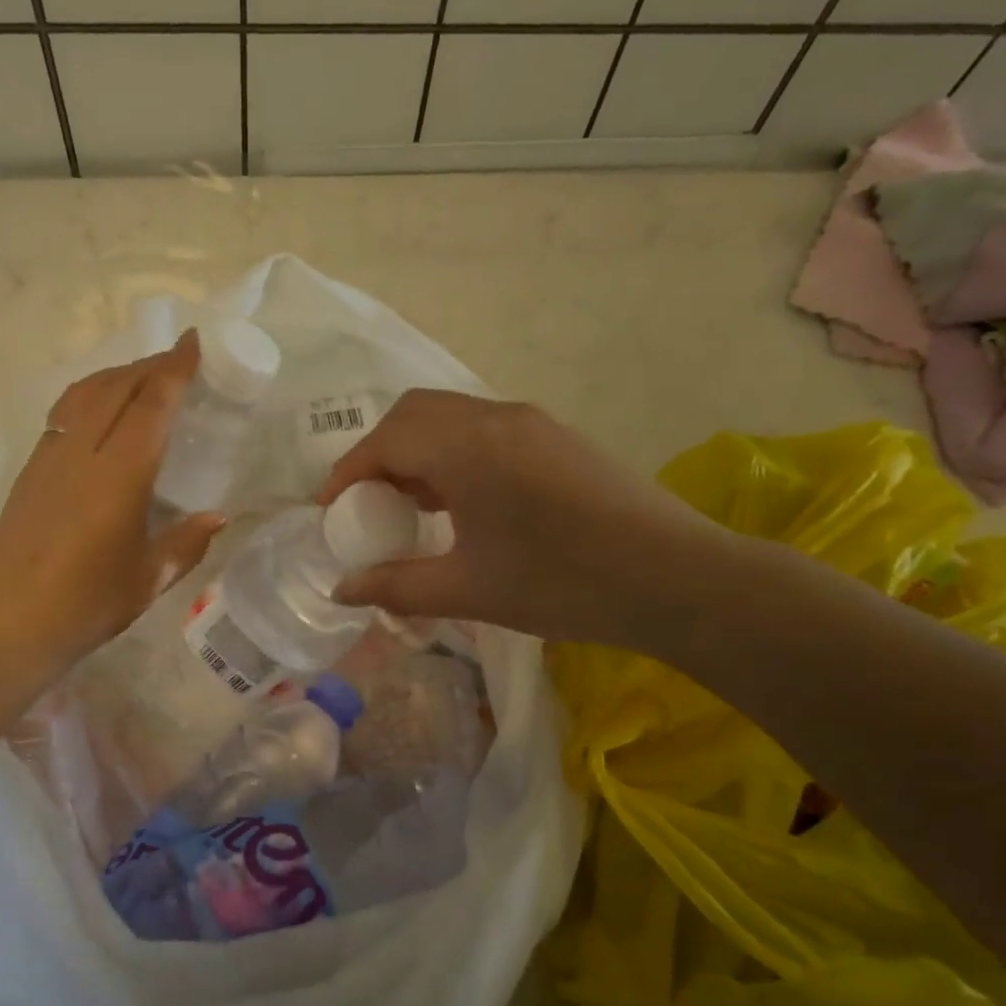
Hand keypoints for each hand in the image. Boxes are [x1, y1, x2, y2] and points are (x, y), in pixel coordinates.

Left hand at [0, 332, 224, 680]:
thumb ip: (186, 542)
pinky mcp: (29, 471)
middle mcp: (82, 453)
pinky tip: (101, 412)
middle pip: (115, 387)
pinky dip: (91, 396)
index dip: (174, 369)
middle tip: (177, 359)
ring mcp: (49, 458)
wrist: (9, 624)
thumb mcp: (148, 578)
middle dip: (148, 365)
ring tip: (141, 377)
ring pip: (84, 394)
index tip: (193, 342)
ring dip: (116, 375)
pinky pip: (64, 414)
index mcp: (119, 475)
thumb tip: (217, 517)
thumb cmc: (87, 605)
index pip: (151, 404)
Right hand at [318, 390, 734, 647]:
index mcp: (467, 447)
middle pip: (413, 414)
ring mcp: (530, 422)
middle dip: (378, 454)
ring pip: (449, 417)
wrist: (676, 579)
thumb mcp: (468, 590)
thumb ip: (395, 586)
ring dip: (416, 451)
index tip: (329, 512)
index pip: (385, 441)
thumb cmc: (563, 583)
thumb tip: (341, 590)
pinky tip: (460, 502)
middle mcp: (495, 418)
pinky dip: (451, 453)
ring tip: (409, 506)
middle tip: (368, 505)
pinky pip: (482, 429)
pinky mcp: (555, 436)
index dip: (347, 474)